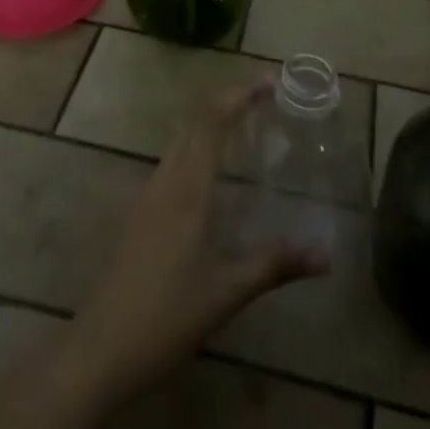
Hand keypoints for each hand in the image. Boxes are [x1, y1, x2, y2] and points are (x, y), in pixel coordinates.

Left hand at [67, 81, 329, 402]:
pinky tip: (213, 173)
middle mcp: (166, 179)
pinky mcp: (141, 212)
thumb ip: (276, 264)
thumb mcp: (228, 290)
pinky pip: (172, 160)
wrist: (103, 346)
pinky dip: (196, 147)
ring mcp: (148, 194)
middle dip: (227, 102)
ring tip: (243, 126)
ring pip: (180, 139)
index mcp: (188, 188)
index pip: (212, 122)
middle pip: (194, 122)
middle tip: (262, 99)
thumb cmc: (168, 314)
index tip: (268, 82)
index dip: (239, 96)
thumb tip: (326, 254)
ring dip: (210, 123)